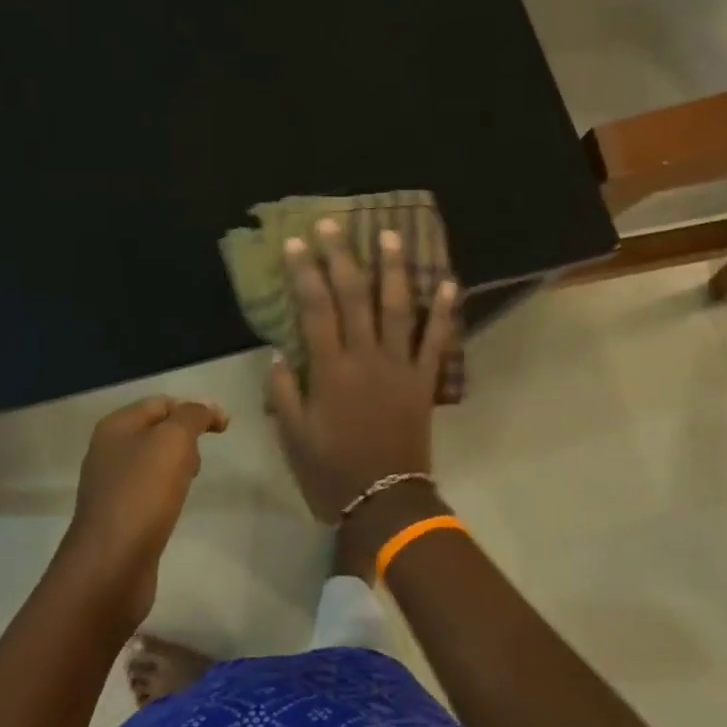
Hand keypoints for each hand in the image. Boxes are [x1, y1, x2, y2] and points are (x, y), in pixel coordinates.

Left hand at [60, 395, 227, 630]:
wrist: (110, 566)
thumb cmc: (143, 492)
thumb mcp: (175, 440)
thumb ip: (194, 415)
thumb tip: (208, 409)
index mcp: (116, 426)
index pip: (162, 403)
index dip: (195, 408)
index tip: (224, 427)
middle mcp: (108, 451)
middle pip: (157, 430)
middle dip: (186, 436)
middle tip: (201, 457)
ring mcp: (110, 486)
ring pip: (154, 462)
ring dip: (178, 465)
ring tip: (190, 481)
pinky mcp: (117, 517)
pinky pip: (149, 491)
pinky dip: (167, 492)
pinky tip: (175, 505)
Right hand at [266, 218, 456, 523]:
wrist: (384, 502)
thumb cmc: (332, 471)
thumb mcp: (293, 436)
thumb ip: (283, 392)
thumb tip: (277, 351)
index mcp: (330, 370)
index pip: (315, 309)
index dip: (306, 272)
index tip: (298, 242)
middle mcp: (365, 358)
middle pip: (354, 297)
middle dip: (343, 257)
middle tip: (335, 224)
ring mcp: (400, 366)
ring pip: (398, 308)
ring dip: (394, 269)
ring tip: (391, 234)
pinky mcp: (424, 381)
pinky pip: (437, 341)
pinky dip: (445, 312)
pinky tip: (450, 281)